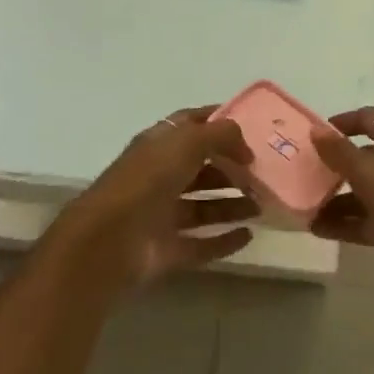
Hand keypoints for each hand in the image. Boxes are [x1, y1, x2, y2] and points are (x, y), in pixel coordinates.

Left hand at [54, 107, 259, 289]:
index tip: (252, 126)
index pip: (191, 124)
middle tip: (264, 172)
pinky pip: (202, 243)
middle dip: (232, 168)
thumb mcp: (188, 141)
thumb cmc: (148, 178)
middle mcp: (159, 176)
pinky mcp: (166, 251)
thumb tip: (245, 146)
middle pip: (201, 168)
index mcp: (159, 144)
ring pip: (204, 206)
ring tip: (263, 204)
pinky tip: (249, 235)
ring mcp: (162, 215)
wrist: (109, 241)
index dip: (219, 122)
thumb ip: (221, 134)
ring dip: (233, 204)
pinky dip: (224, 240)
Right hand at [311, 108, 373, 301]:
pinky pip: (366, 219)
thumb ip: (339, 152)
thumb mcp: (368, 171)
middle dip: (332, 164)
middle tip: (301, 172)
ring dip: (334, 197)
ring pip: (362, 190)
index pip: (367, 118)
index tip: (315, 134)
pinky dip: (344, 222)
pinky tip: (316, 229)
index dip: (342, 122)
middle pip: (362, 155)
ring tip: (301, 206)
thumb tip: (316, 130)